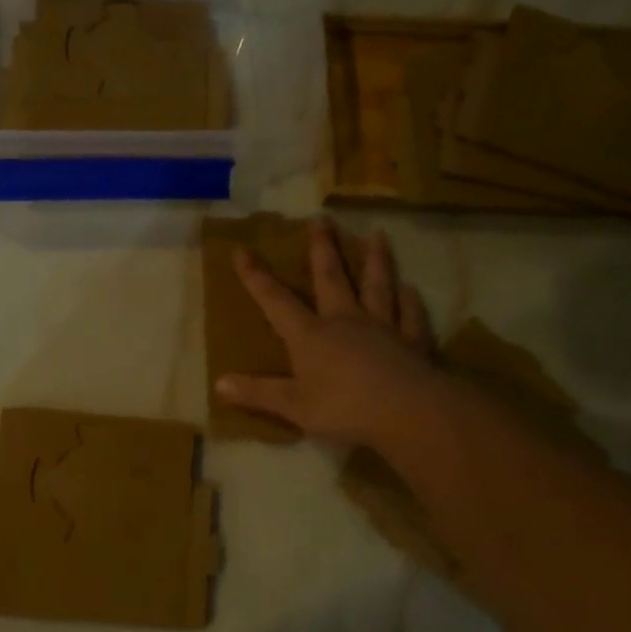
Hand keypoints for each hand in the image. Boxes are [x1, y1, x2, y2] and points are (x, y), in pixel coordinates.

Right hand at [215, 219, 437, 447]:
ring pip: (376, 286)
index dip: (256, 277)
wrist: (408, 412)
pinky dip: (410, 301)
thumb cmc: (344, 408)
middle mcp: (344, 321)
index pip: (276, 302)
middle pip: (331, 278)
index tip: (242, 250)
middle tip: (321, 219)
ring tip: (377, 234)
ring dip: (375, 260)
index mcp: (310, 336)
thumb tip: (219, 384)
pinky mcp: (412, 342)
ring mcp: (382, 328)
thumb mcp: (293, 406)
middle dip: (322, 249)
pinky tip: (410, 288)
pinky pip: (409, 316)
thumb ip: (258, 393)